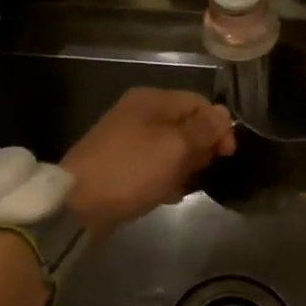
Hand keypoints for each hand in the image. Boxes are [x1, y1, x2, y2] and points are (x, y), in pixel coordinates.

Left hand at [63, 87, 235, 239]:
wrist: (79, 204)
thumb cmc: (132, 170)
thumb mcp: (175, 147)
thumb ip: (203, 129)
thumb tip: (224, 113)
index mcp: (152, 100)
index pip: (199, 103)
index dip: (218, 127)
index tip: (226, 156)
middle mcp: (139, 113)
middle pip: (186, 125)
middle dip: (199, 150)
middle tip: (197, 172)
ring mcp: (127, 140)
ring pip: (172, 149)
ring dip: (183, 168)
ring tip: (180, 187)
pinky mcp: (121, 165)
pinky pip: (154, 167)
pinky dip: (164, 179)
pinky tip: (166, 195)